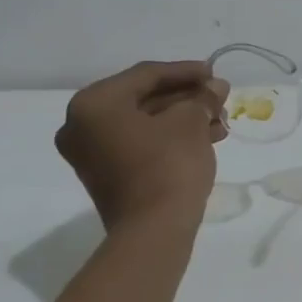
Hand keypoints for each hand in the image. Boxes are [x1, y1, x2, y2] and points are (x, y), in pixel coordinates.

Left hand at [55, 61, 229, 229]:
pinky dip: (170, 138)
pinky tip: (205, 138)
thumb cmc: (168, 165)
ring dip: (183, 119)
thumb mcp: (190, 123)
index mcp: (94, 103)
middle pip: (143, 99)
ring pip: (144, 123)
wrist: (154, 230)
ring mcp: (92, 153)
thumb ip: (201, 98)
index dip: (186, 71)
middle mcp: (82, 125)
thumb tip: (215, 87)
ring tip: (220, 122)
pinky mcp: (107, 175)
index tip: (215, 72)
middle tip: (219, 97)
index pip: (146, 75)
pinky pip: (140, 144)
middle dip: (186, 97)